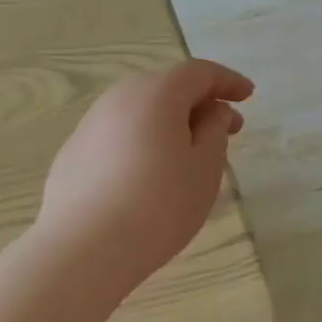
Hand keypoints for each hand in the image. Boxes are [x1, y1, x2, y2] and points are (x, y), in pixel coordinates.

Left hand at [39, 59, 253, 290]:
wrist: (84, 248)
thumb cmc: (159, 205)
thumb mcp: (204, 168)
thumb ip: (215, 131)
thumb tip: (213, 111)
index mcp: (156, 94)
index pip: (199, 73)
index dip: (227, 82)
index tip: (248, 96)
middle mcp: (118, 98)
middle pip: (166, 88)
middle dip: (199, 103)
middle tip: (225, 129)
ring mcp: (90, 125)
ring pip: (139, 112)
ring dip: (169, 123)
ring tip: (189, 155)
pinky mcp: (73, 154)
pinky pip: (118, 136)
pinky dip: (142, 142)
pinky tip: (148, 175)